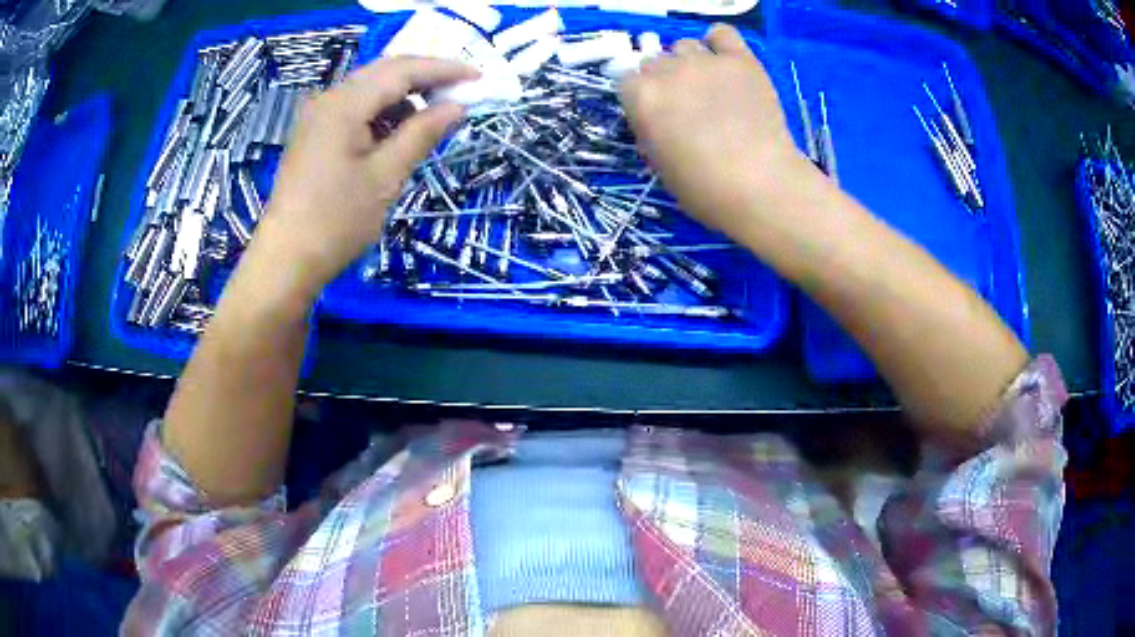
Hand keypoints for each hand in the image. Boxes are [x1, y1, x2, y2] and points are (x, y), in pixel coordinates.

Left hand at [255, 57, 478, 291]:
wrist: (285, 260)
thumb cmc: (336, 221)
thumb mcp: (386, 177)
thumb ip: (422, 134)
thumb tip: (457, 107)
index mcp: (344, 104)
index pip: (402, 70)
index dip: (443, 69)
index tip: (478, 77)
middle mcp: (329, 99)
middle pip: (384, 72)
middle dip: (425, 77)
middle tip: (461, 92)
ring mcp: (318, 116)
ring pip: (370, 90)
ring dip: (404, 97)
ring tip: (433, 118)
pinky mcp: (315, 134)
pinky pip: (356, 109)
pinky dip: (382, 114)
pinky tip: (398, 134)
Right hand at [619, 25, 809, 237]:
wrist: (760, 185)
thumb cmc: (704, 188)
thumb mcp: (659, 164)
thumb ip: (650, 129)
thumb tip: (656, 116)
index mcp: (642, 97)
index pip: (628, 79)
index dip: (641, 96)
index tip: (655, 113)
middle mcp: (668, 70)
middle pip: (655, 60)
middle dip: (664, 79)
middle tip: (685, 104)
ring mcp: (705, 61)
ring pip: (685, 45)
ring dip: (689, 62)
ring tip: (708, 85)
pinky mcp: (741, 60)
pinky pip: (723, 32)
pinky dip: (719, 42)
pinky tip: (724, 60)